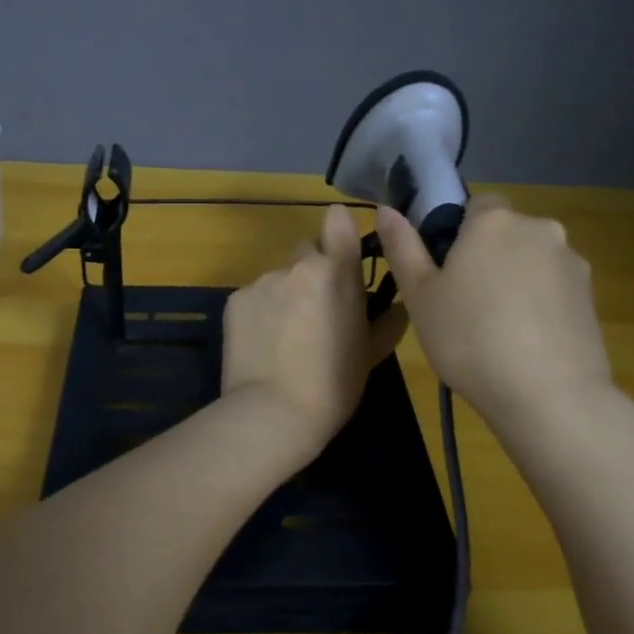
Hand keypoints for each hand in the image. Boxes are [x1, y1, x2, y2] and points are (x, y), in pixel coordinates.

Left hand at [221, 204, 409, 457]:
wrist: (273, 412)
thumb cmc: (334, 385)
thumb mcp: (371, 353)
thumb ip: (387, 320)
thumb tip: (398, 306)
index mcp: (336, 273)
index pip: (338, 221)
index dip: (339, 228)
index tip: (341, 244)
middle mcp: (297, 266)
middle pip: (307, 252)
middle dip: (313, 271)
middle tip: (317, 310)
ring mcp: (262, 281)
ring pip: (279, 277)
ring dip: (286, 295)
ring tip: (287, 336)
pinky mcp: (235, 299)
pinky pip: (255, 296)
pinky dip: (261, 312)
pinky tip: (264, 344)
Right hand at [374, 195, 614, 424]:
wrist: (550, 397)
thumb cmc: (470, 339)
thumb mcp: (419, 296)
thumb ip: (402, 247)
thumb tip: (385, 210)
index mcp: (493, 221)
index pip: (476, 204)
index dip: (457, 233)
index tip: (444, 271)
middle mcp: (539, 228)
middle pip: (505, 233)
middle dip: (487, 256)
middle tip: (463, 303)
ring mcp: (571, 262)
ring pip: (531, 260)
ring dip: (515, 280)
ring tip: (497, 329)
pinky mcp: (591, 296)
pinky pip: (554, 288)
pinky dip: (539, 303)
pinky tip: (526, 341)